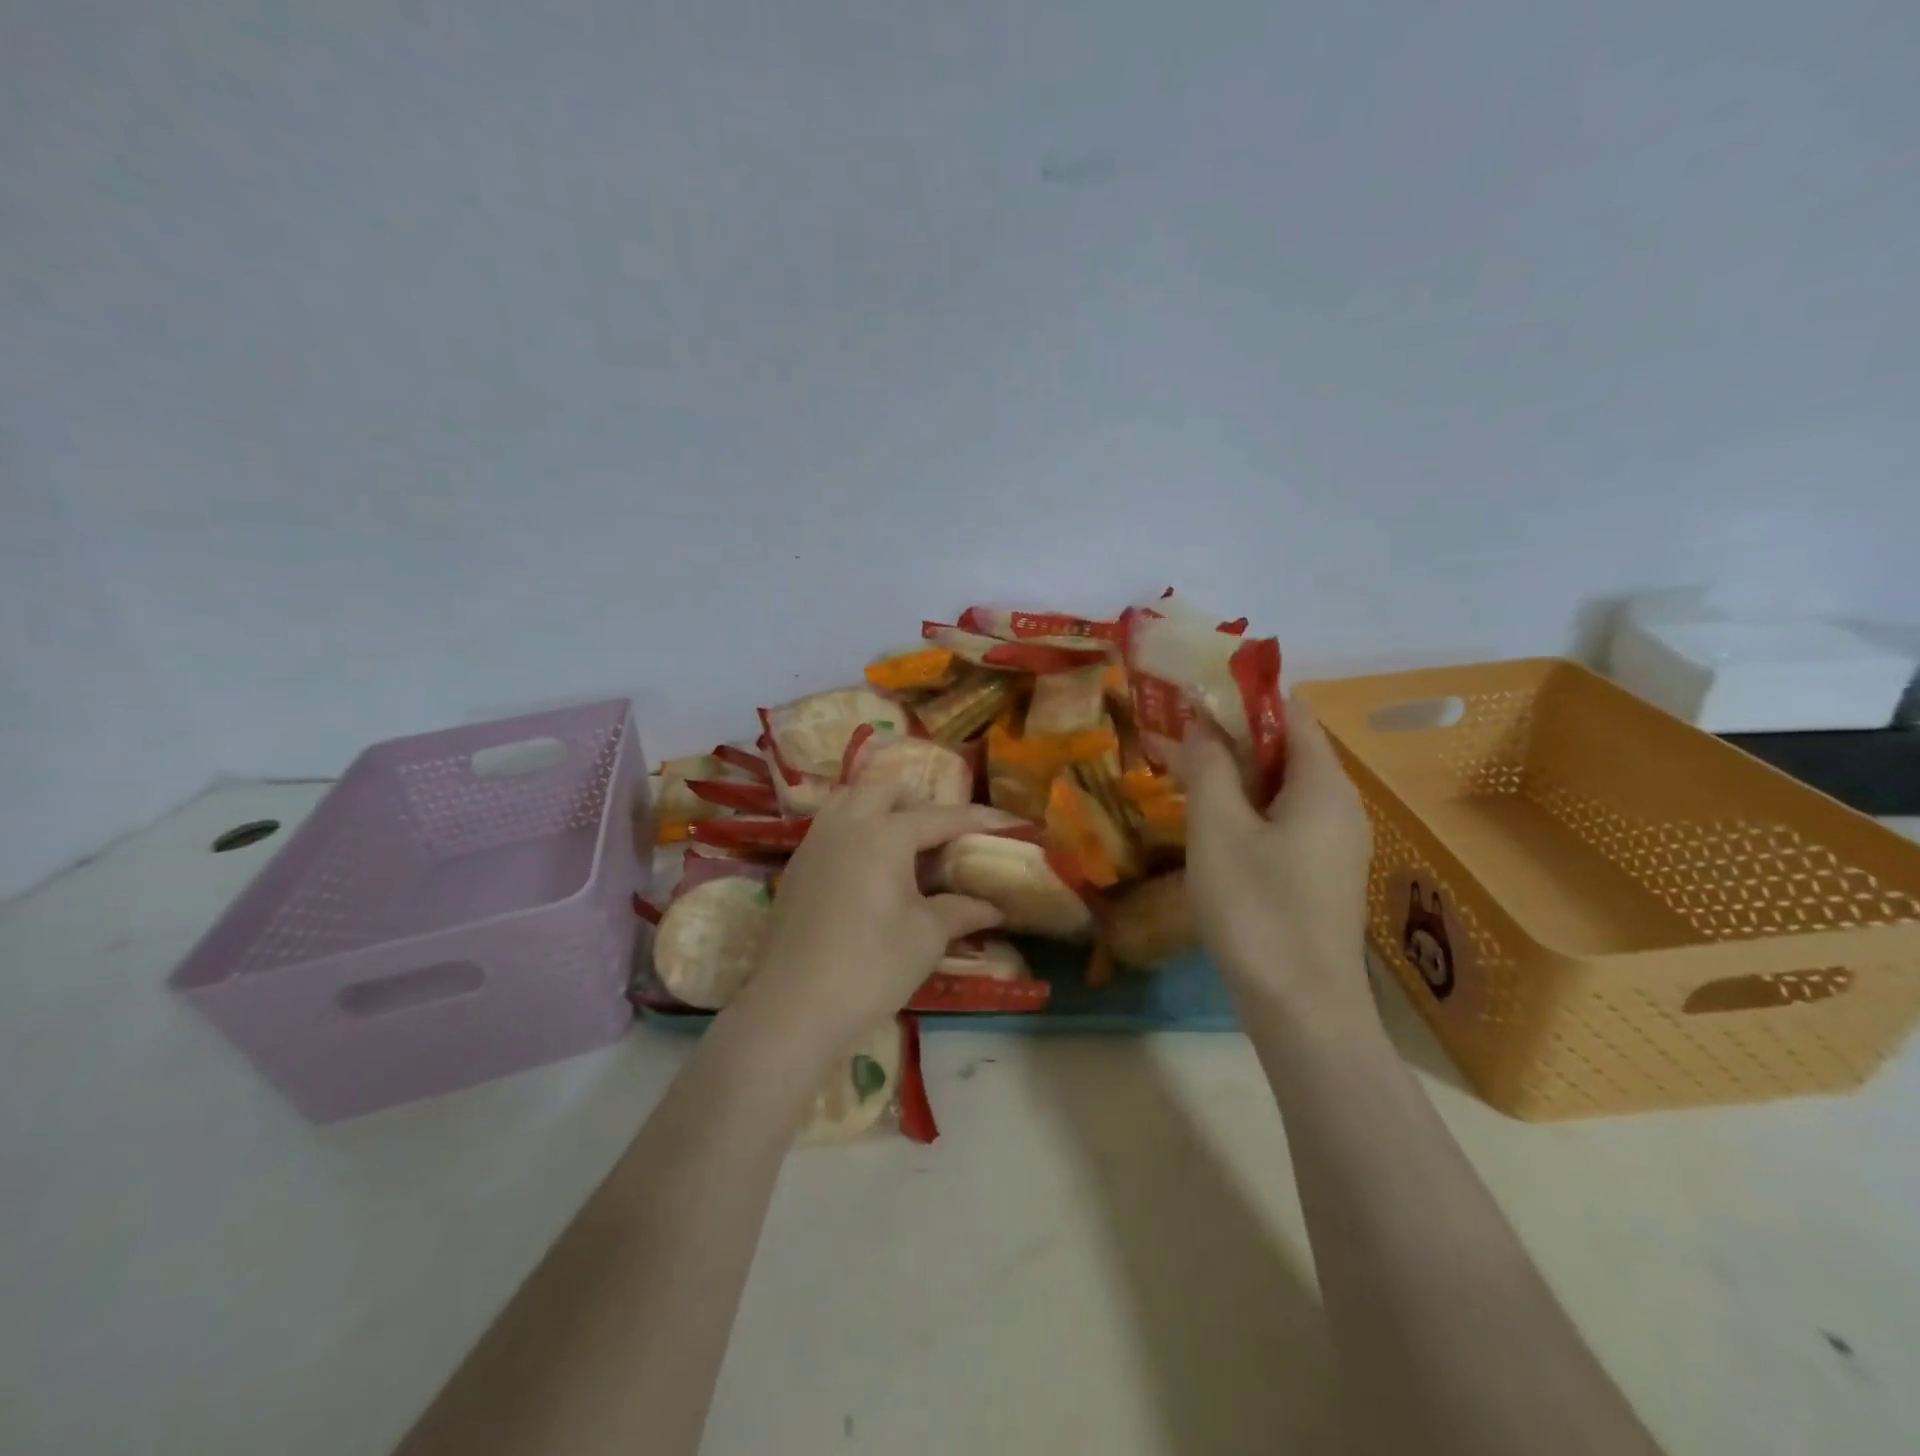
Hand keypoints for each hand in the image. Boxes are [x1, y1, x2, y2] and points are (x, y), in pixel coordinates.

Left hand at [736, 781, 1006, 1052]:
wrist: (793, 1008)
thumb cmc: (871, 967)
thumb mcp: (927, 937)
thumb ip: (962, 911)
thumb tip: (994, 906)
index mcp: (884, 834)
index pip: (939, 817)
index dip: (974, 819)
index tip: (1002, 822)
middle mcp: (846, 825)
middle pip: (886, 792)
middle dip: (919, 805)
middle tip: (942, 836)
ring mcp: (814, 843)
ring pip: (850, 801)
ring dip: (880, 810)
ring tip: (903, 845)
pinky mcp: (796, 868)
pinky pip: (830, 827)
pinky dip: (855, 830)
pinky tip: (868, 868)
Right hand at [1181, 700, 1374, 1018]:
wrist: (1303, 1009)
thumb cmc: (1257, 909)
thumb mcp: (1218, 829)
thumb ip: (1209, 766)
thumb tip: (1200, 722)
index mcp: (1323, 784)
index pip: (1291, 712)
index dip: (1243, 697)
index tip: (1195, 696)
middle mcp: (1341, 805)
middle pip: (1289, 748)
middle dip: (1234, 737)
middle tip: (1180, 739)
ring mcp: (1337, 843)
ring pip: (1285, 788)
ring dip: (1239, 775)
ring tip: (1188, 779)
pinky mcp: (1324, 875)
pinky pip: (1287, 821)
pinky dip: (1251, 810)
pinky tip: (1215, 829)